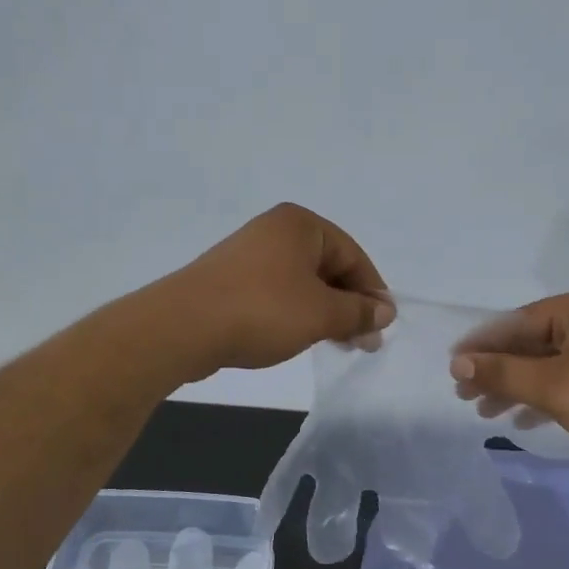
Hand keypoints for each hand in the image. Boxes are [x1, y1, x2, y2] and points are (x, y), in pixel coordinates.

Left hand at [159, 204, 392, 377]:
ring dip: (325, 312)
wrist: (183, 327)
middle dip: (349, 304)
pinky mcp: (230, 281)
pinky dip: (296, 313)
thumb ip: (358, 312)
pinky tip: (300, 337)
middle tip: (364, 342)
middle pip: (328, 267)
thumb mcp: (321, 313)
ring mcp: (249, 255)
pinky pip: (277, 293)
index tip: (382, 327)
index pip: (352, 255)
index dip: (372, 292)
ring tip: (336, 343)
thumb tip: (385, 311)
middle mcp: (275, 231)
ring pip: (302, 283)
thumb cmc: (262, 310)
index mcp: (300, 225)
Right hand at [448, 288, 568, 466]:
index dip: (482, 344)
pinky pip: (567, 381)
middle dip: (498, 370)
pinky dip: (542, 397)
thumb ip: (501, 372)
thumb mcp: (551, 386)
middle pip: (532, 342)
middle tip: (465, 395)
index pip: (518, 320)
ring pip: (548, 365)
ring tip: (485, 412)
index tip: (452, 366)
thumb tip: (456, 363)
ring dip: (516, 387)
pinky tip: (521, 419)